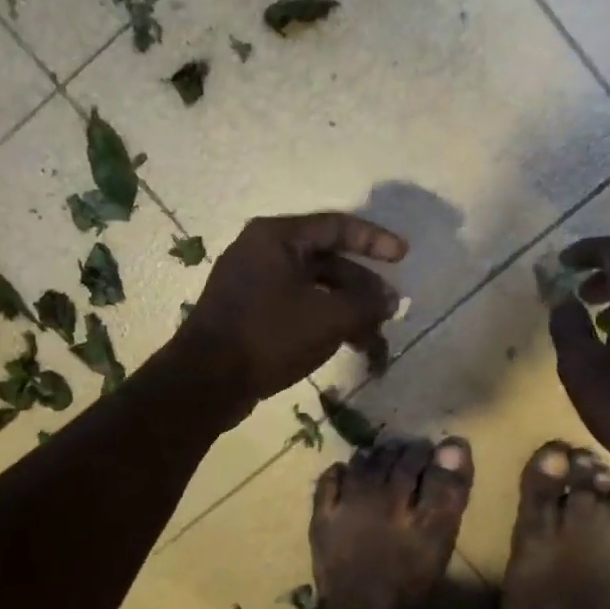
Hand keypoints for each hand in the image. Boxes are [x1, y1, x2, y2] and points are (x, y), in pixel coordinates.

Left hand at [175, 211, 406, 409]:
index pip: (337, 226)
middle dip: (363, 288)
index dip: (375, 239)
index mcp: (277, 237)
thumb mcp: (329, 317)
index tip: (403, 255)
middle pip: (328, 261)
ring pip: (315, 289)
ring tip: (373, 341)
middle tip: (389, 310)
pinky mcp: (250, 314)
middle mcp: (263, 252)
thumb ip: (367, 304)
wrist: (206, 382)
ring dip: (348, 311)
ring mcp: (253, 284)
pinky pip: (298, 307)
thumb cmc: (269, 335)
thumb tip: (390, 300)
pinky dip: (325, 321)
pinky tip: (346, 345)